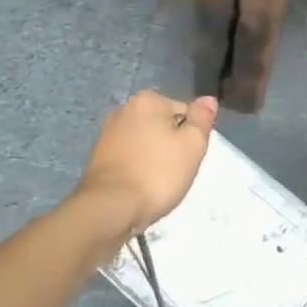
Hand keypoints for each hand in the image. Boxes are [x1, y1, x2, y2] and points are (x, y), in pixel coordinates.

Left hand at [76, 90, 217, 235]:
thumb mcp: (192, 144)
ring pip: (146, 142)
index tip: (188, 157)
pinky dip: (138, 167)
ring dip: (155, 158)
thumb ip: (202, 119)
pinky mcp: (98, 156)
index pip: (185, 112)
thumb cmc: (157, 173)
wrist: (110, 207)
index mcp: (147, 100)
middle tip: (175, 170)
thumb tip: (208, 99)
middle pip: (164, 125)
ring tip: (157, 181)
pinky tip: (140, 185)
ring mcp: (107, 133)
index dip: (192, 136)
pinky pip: (130, 156)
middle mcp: (124, 109)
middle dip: (172, 145)